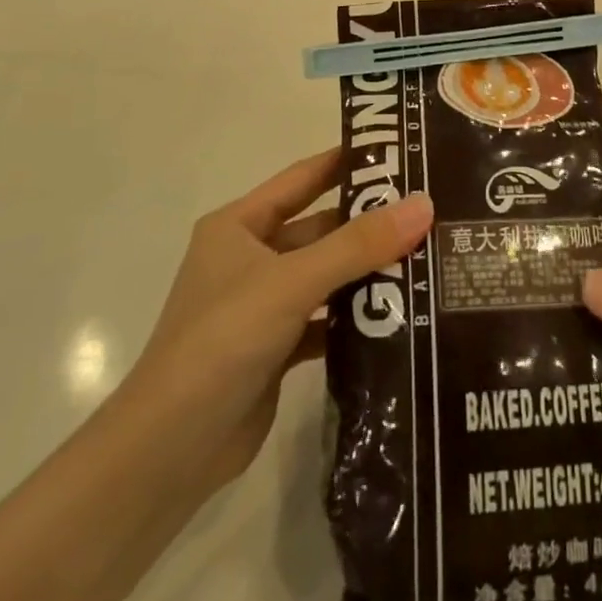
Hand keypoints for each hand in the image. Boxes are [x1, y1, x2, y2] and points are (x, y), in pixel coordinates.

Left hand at [124, 149, 432, 498]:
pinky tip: (401, 315)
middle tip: (431, 212)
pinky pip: (325, 320)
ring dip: (367, 272)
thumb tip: (424, 203)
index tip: (401, 151)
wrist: (170, 450)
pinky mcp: (276, 348)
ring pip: (325, 276)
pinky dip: (356, 318)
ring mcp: (262, 305)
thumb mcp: (292, 282)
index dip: (347, 161)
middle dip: (369, 223)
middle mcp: (249, 259)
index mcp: (239, 226)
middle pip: (320, 229)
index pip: (303, 178)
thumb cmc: (222, 341)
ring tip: (429, 258)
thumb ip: (358, 244)